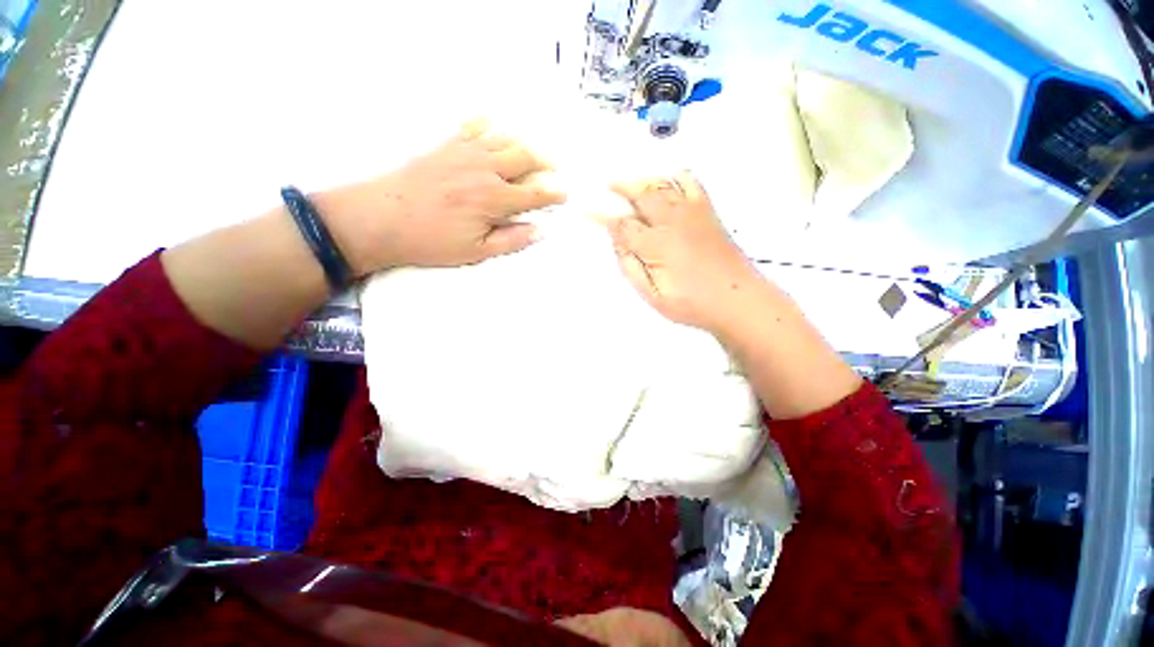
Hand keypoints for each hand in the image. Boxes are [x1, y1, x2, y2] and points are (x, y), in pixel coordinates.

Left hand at [319, 119, 564, 274]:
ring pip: (504, 139)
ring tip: (531, 153)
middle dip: (545, 163)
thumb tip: (541, 231)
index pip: (535, 193)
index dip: (553, 194)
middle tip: (553, 170)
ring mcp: (464, 153)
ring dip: (523, 144)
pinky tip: (492, 126)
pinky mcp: (446, 145)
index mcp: (495, 199)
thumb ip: (512, 240)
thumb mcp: (476, 251)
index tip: (564, 194)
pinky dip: (487, 125)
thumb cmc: (431, 241)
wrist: (381, 219)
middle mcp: (485, 170)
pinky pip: (472, 127)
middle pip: (525, 158)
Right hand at [607, 171, 764, 334]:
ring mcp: (693, 213)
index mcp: (657, 245)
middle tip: (606, 185)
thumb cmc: (692, 304)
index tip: (584, 206)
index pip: (622, 225)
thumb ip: (631, 268)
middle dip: (621, 186)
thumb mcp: (653, 295)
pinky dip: (674, 177)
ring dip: (643, 180)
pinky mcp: (708, 212)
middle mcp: (673, 221)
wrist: (739, 299)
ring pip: (663, 184)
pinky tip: (666, 181)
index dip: (601, 215)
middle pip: (642, 194)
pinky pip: (690, 183)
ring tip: (630, 182)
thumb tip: (617, 243)